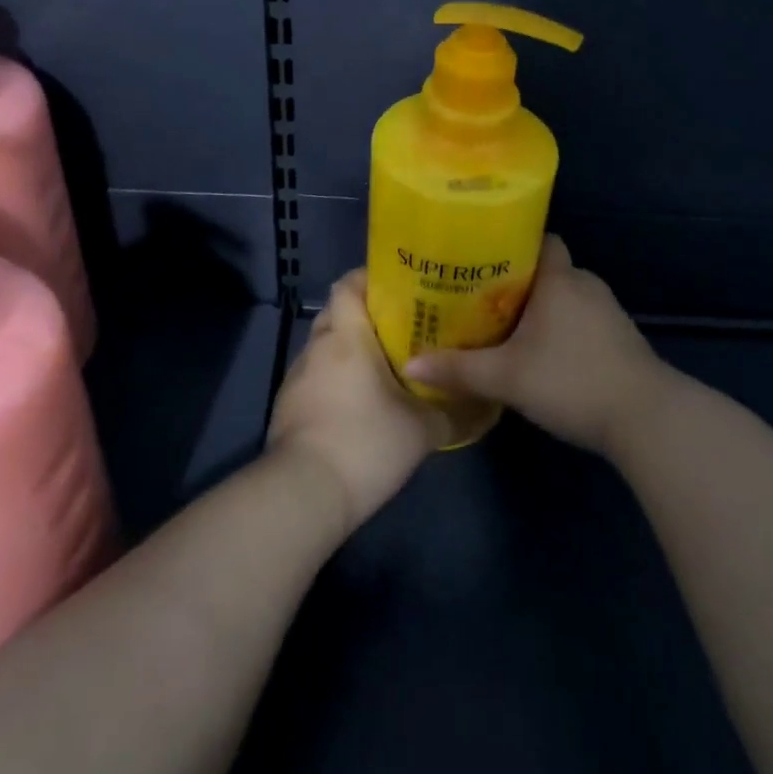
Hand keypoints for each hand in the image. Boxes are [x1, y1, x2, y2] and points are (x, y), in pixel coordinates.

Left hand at [266, 269, 442, 532]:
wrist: (304, 494)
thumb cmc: (365, 443)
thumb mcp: (422, 430)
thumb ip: (454, 412)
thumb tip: (484, 406)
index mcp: (346, 336)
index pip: (348, 284)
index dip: (369, 278)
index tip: (398, 287)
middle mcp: (317, 346)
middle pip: (337, 312)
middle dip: (365, 315)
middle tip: (400, 327)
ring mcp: (297, 377)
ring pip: (325, 346)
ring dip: (349, 350)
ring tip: (383, 365)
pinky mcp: (288, 406)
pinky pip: (315, 376)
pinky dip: (335, 379)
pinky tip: (358, 402)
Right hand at [405, 236, 666, 457]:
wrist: (647, 419)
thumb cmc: (571, 380)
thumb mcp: (506, 377)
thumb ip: (459, 370)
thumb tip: (409, 366)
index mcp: (559, 278)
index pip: (539, 239)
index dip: (513, 243)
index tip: (483, 257)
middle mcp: (585, 285)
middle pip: (548, 269)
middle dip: (519, 281)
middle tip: (482, 297)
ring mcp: (608, 312)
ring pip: (566, 298)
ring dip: (542, 309)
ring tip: (506, 326)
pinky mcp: (621, 340)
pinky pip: (583, 321)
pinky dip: (563, 330)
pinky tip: (544, 354)